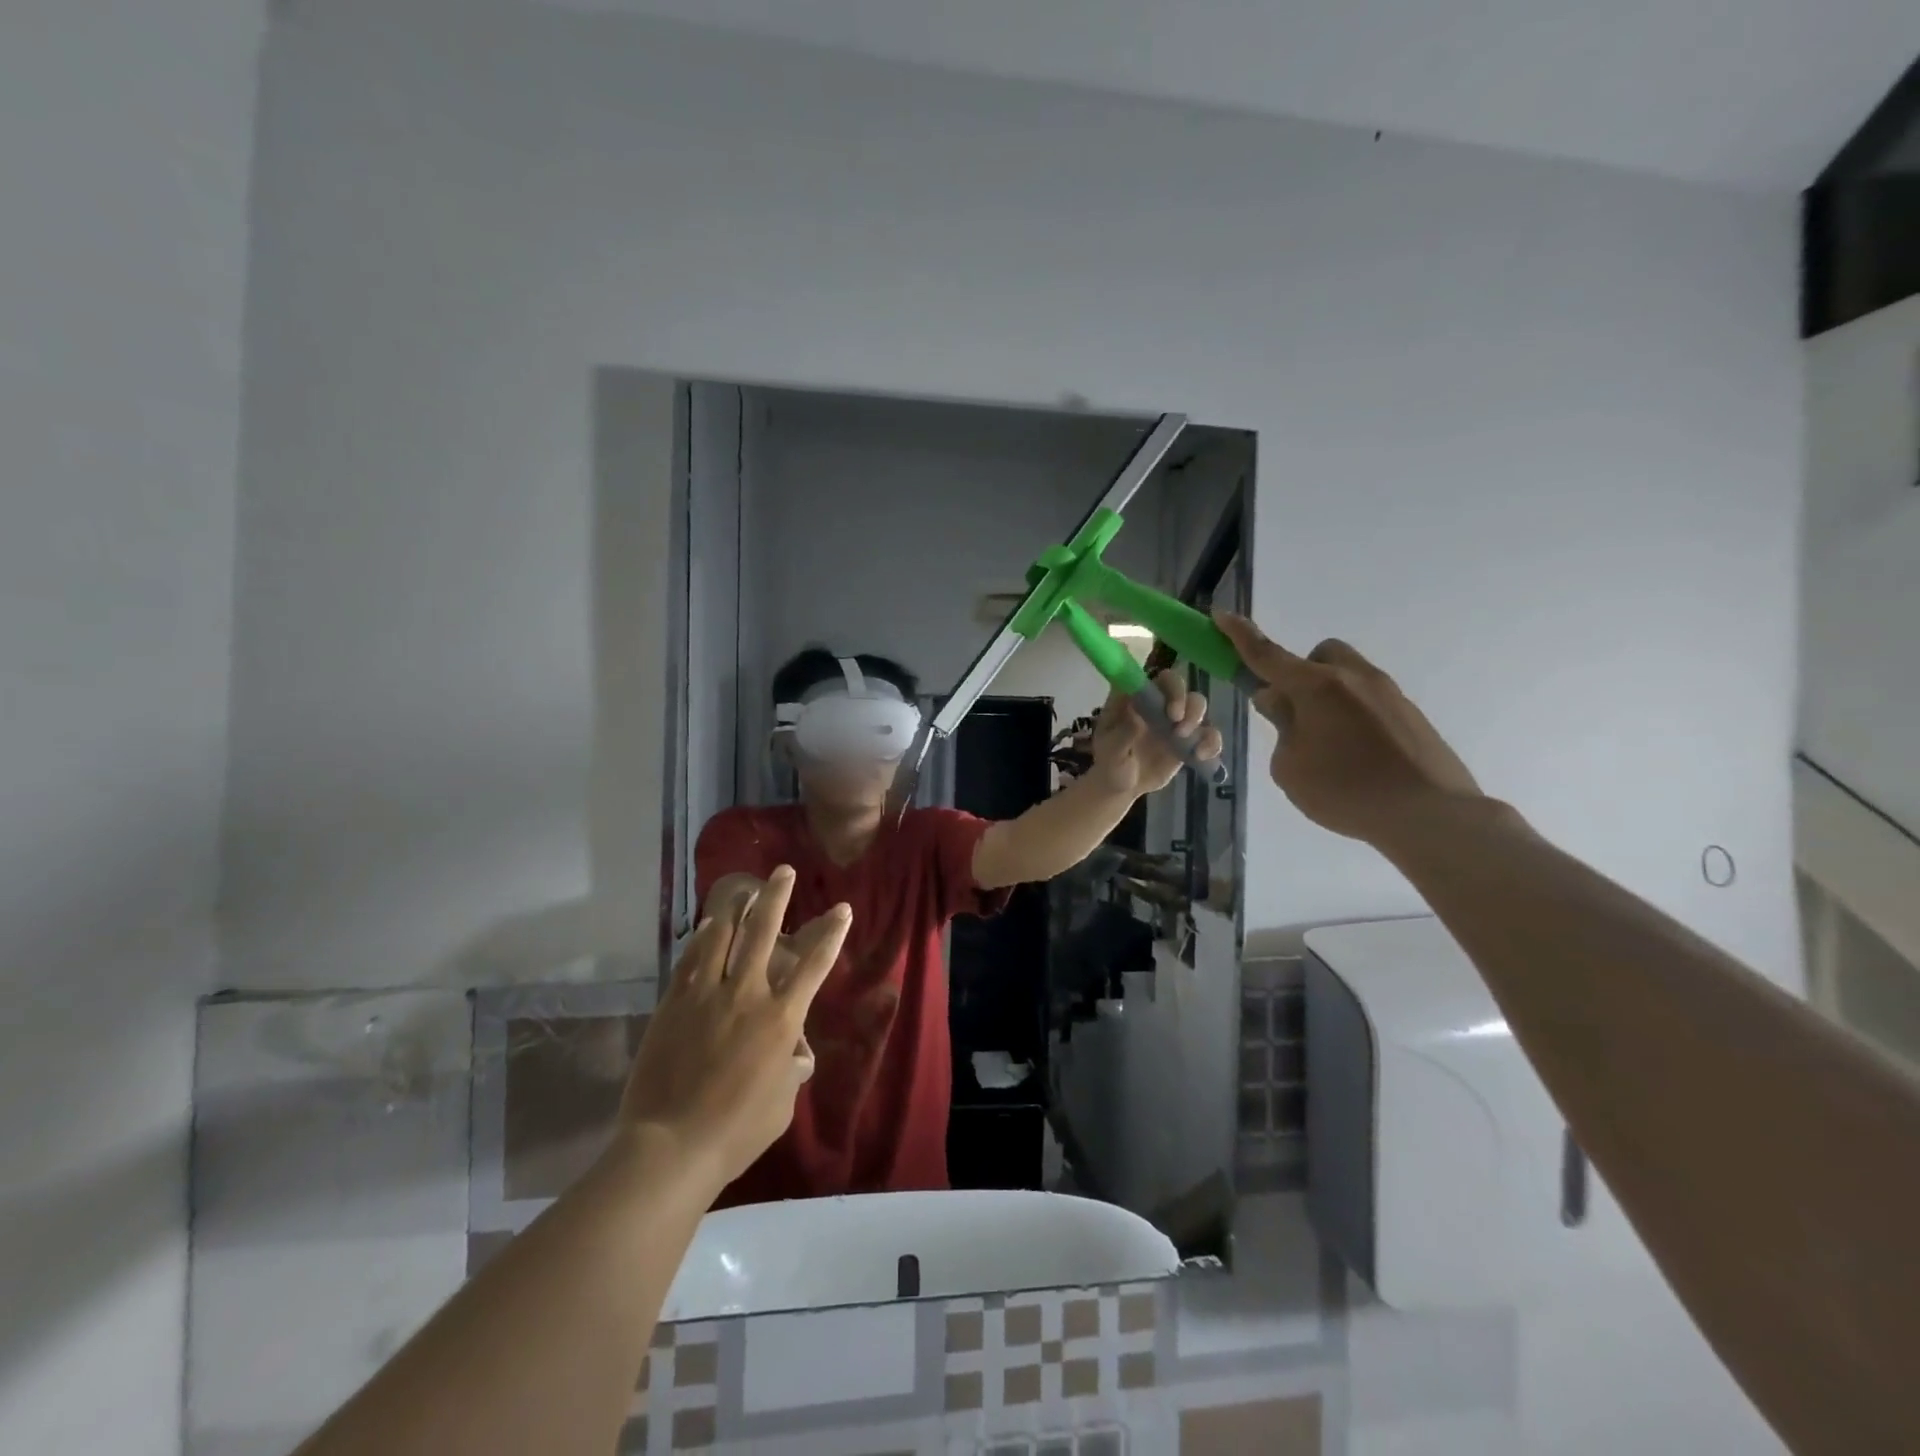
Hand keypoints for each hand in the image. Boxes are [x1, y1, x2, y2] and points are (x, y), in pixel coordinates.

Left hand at [618, 866, 851, 1188]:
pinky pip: (689, 961)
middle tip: (783, 872)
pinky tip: (704, 927)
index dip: (831, 933)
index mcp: (781, 1019)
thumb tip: (794, 1056)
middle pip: (764, 933)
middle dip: (776, 897)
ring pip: (721, 937)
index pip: (815, 965)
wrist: (670, 1147)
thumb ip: (790, 1072)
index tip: (842, 909)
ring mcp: (706, 996)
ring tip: (742, 888)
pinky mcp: (674, 1005)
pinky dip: (699, 940)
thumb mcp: (781, 1105)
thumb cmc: (736, 1132)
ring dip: (734, 908)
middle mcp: (746, 995)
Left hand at [1087, 670, 1222, 797]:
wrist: (1122, 787)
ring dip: (1197, 718)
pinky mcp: (1188, 740)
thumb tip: (1137, 720)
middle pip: (1179, 686)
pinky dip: (1211, 743)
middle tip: (1177, 724)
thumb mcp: (1110, 753)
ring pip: (1196, 704)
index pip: (1154, 679)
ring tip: (1184, 741)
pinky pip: (1208, 734)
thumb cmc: (1110, 764)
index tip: (1170, 710)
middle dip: (1184, 701)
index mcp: (1134, 699)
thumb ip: (1121, 735)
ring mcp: (1173, 720)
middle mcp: (1156, 703)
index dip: (1168, 686)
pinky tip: (1200, 756)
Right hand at [1214, 612, 1483, 847]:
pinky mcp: (1410, 714)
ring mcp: (1388, 694)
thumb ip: (1281, 729)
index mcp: (1317, 687)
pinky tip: (1357, 759)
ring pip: (1348, 677)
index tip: (1221, 616)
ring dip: (1328, 697)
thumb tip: (1282, 704)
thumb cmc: (1346, 791)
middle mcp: (1353, 678)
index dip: (1239, 635)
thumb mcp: (1290, 768)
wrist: (1431, 814)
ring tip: (1327, 745)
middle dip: (1301, 672)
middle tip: (1293, 711)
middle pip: (1320, 655)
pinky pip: (1370, 702)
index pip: (1267, 654)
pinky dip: (1354, 718)